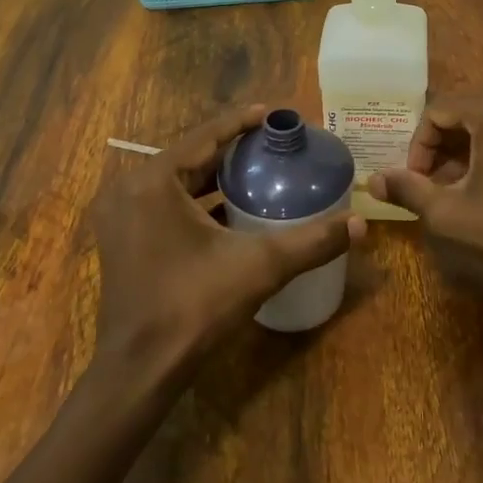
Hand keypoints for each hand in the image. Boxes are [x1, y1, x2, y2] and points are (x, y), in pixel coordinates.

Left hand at [91, 105, 364, 379]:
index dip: (241, 122)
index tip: (272, 113)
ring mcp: (121, 216)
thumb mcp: (259, 267)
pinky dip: (197, 201)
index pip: (204, 136)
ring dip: (214, 175)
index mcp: (153, 181)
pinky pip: (165, 204)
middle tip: (272, 144)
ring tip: (258, 170)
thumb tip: (361, 224)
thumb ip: (311, 242)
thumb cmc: (194, 306)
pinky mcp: (123, 239)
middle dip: (232, 149)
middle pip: (190, 157)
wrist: (141, 369)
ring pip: (177, 182)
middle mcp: (130, 189)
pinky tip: (232, 208)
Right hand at [368, 88, 482, 303]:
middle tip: (435, 183)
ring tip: (461, 185)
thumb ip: (408, 190)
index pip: (437, 112)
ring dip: (469, 146)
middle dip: (443, 146)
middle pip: (465, 110)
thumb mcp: (452, 213)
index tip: (417, 181)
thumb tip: (372, 180)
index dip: (419, 146)